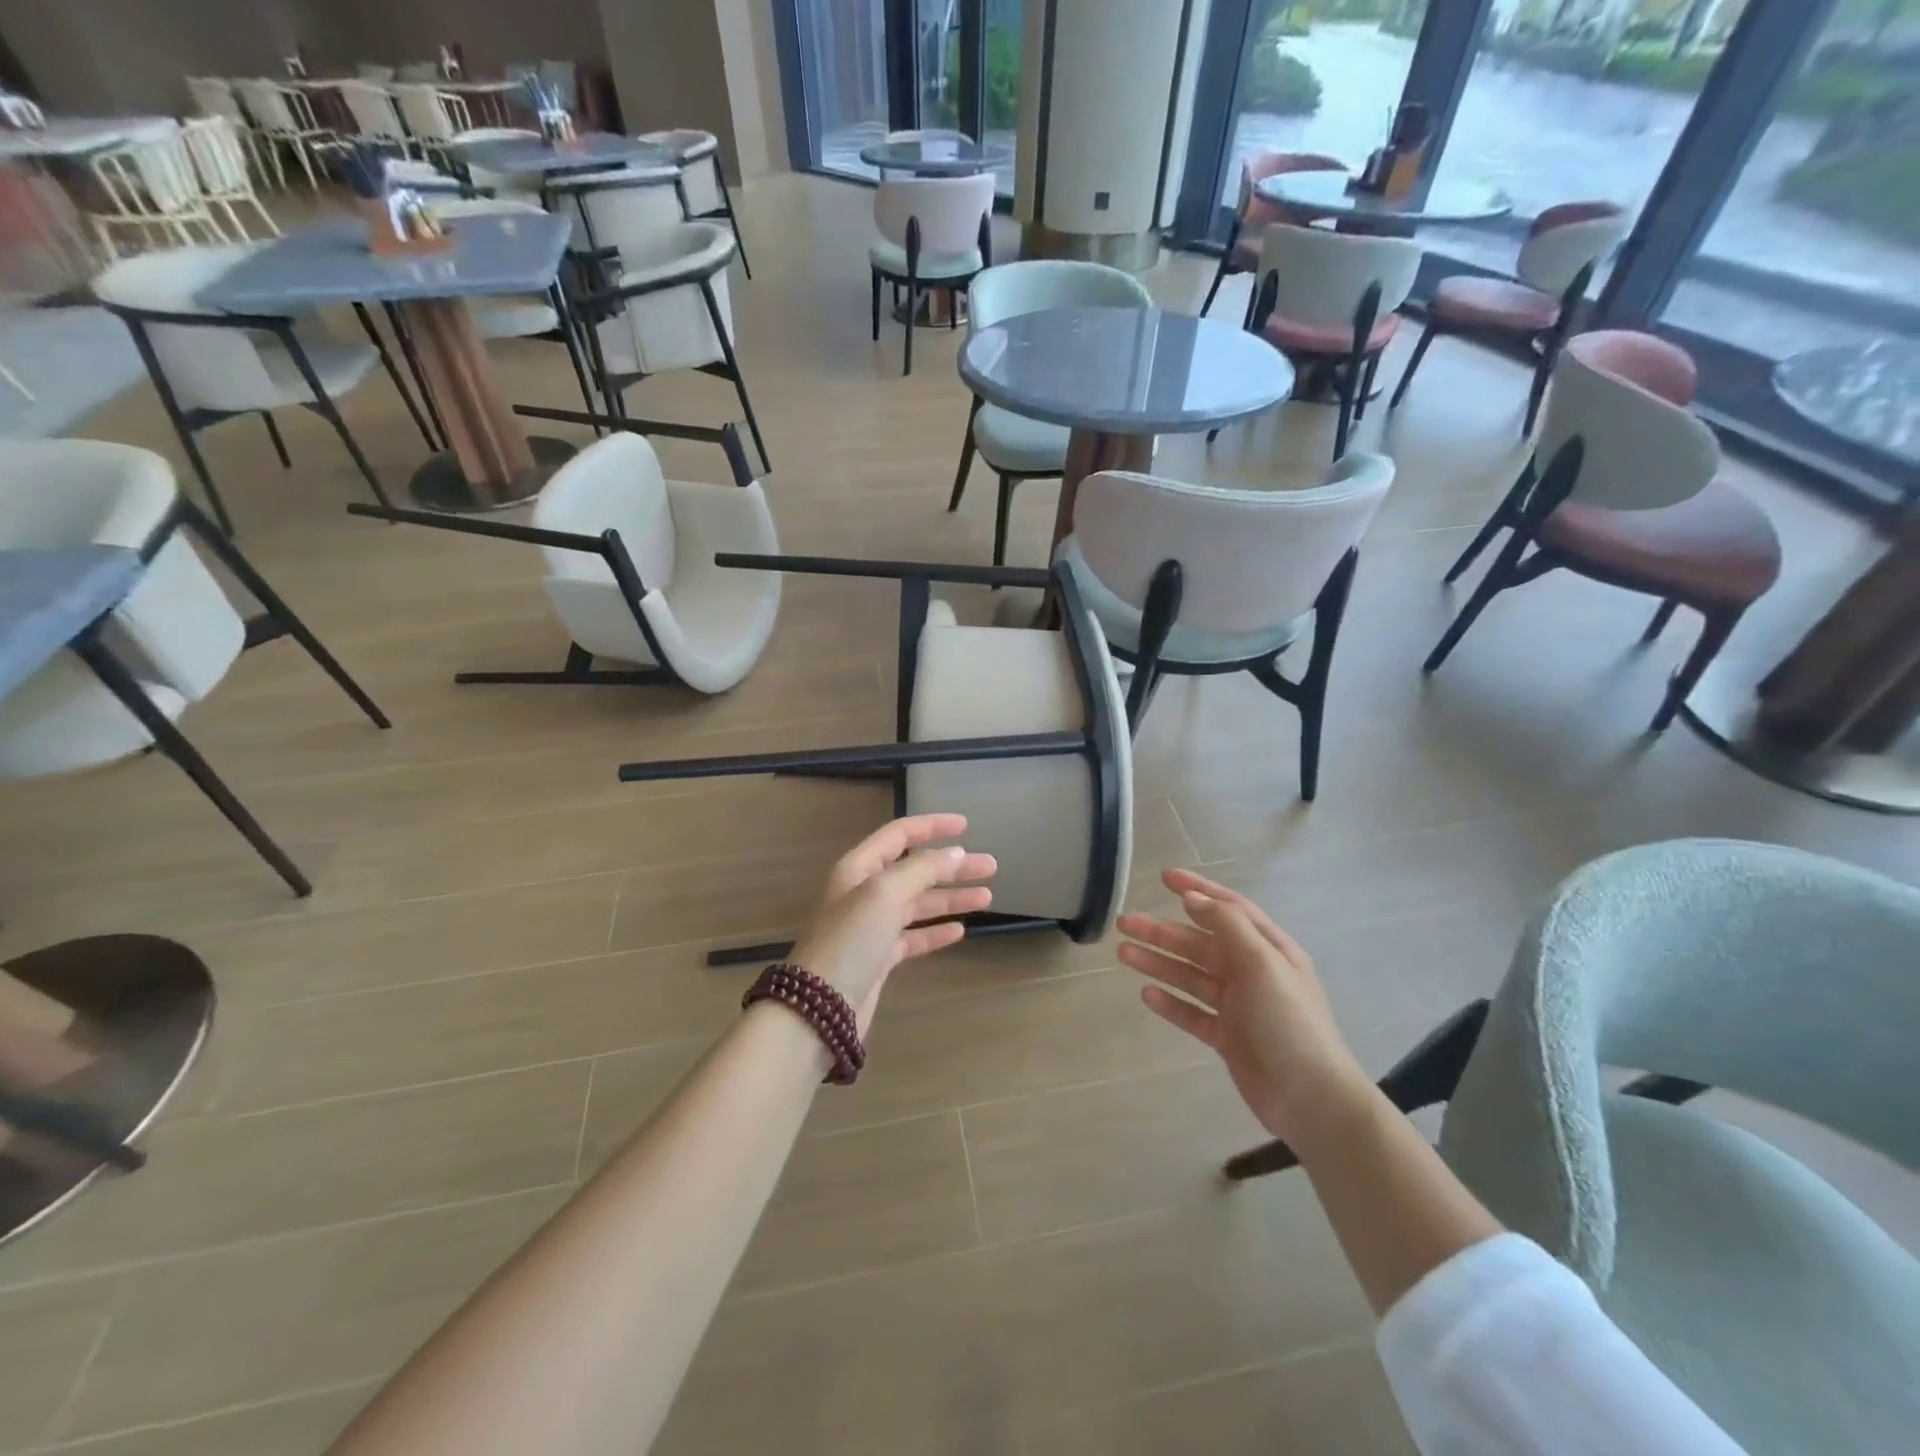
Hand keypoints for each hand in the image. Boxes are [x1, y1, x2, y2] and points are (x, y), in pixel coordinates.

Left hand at [790, 814, 995, 1029]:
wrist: (820, 1008)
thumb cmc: (851, 940)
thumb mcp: (884, 894)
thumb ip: (922, 869)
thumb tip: (955, 853)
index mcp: (860, 868)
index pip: (899, 835)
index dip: (932, 826)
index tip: (966, 826)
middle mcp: (865, 893)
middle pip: (916, 870)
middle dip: (952, 866)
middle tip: (990, 866)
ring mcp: (872, 927)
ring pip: (919, 904)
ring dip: (951, 898)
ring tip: (987, 897)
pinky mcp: (880, 958)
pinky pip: (914, 937)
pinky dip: (936, 932)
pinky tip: (960, 930)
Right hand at [1117, 869, 1371, 1150]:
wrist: (1311, 1100)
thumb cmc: (1289, 1022)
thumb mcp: (1263, 964)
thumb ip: (1227, 926)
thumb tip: (1193, 897)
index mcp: (1267, 948)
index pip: (1228, 908)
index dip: (1197, 889)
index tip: (1164, 877)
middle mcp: (1251, 971)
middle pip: (1199, 943)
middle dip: (1162, 931)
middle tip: (1125, 923)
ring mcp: (1238, 1005)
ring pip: (1190, 976)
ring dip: (1158, 962)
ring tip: (1123, 954)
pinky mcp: (1227, 1036)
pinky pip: (1191, 1012)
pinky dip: (1170, 1002)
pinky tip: (1146, 994)